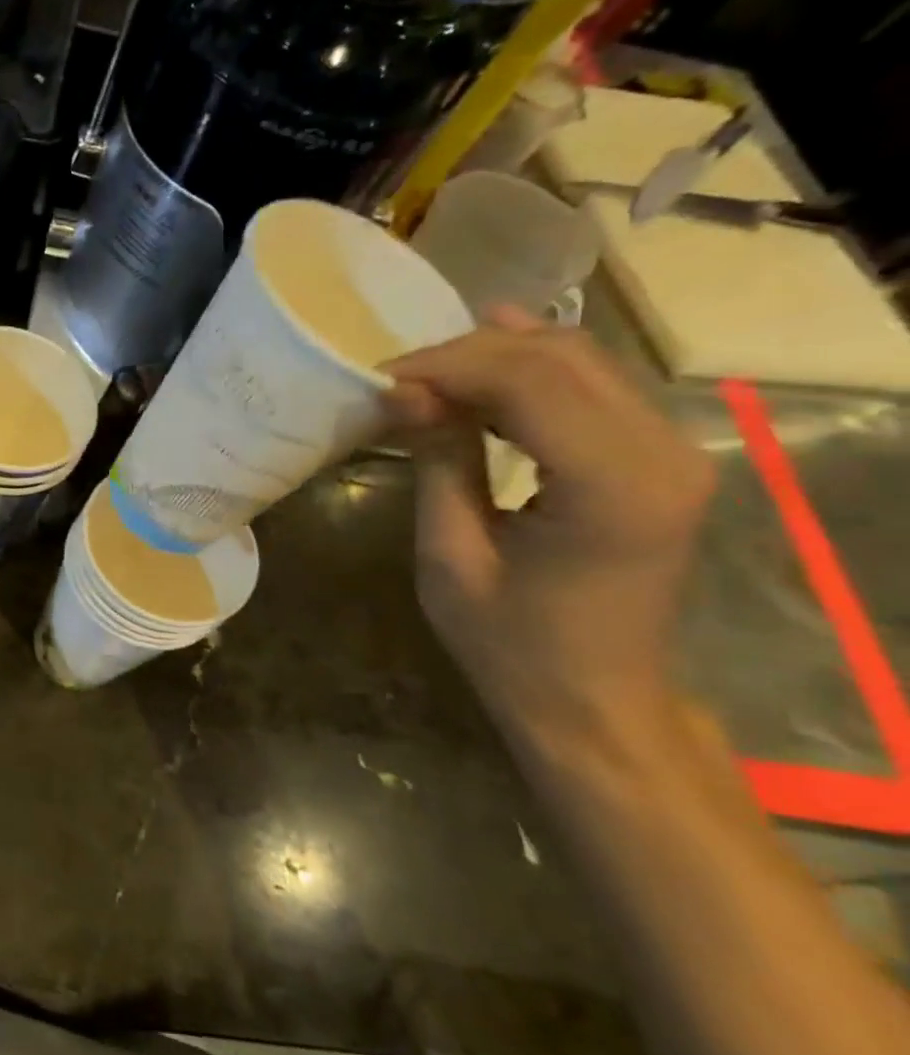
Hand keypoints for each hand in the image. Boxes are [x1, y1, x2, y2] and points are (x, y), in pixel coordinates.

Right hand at [383, 309, 714, 745]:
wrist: (594, 700)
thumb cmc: (510, 643)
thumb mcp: (451, 555)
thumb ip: (438, 459)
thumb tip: (402, 389)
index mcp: (613, 487)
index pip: (529, 381)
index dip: (447, 366)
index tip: (379, 378)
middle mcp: (665, 453)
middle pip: (560, 357)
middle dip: (467, 354)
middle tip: (395, 379)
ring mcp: (674, 451)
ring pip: (580, 360)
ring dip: (495, 358)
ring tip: (424, 379)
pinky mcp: (661, 458)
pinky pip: (593, 387)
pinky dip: (528, 375)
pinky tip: (479, 371)